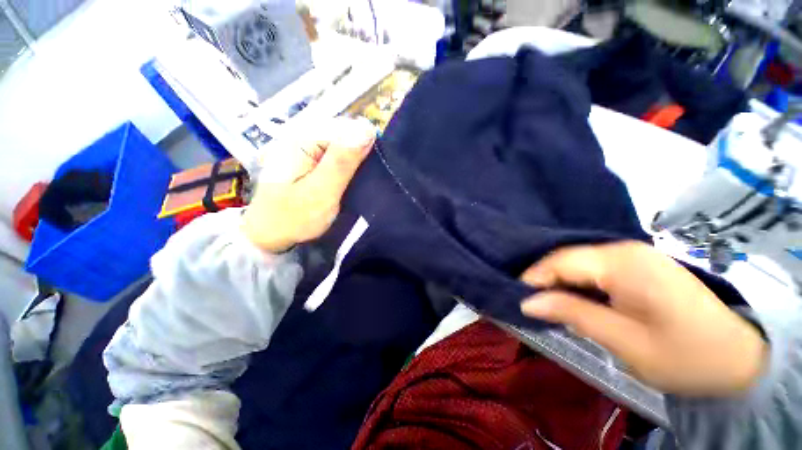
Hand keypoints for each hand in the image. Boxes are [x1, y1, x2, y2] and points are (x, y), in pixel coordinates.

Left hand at [242, 118, 375, 252]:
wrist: (270, 234)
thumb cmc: (294, 217)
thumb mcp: (321, 191)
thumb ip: (342, 161)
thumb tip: (367, 128)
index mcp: (304, 138)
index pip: (348, 128)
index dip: (365, 147)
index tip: (372, 172)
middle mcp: (305, 136)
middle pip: (346, 135)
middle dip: (361, 156)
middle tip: (362, 182)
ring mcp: (307, 148)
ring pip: (344, 146)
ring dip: (356, 163)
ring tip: (359, 183)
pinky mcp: (311, 160)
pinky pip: (338, 156)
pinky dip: (348, 168)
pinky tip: (350, 181)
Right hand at [519, 241, 767, 395]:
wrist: (738, 357)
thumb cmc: (685, 356)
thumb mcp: (624, 341)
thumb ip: (572, 314)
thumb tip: (526, 302)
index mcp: (622, 262)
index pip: (560, 260)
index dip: (533, 276)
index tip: (515, 295)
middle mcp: (624, 249)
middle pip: (567, 257)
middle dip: (543, 278)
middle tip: (526, 299)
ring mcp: (632, 254)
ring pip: (578, 261)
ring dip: (558, 280)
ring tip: (543, 299)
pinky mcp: (636, 264)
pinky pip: (592, 267)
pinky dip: (576, 281)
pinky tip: (569, 294)